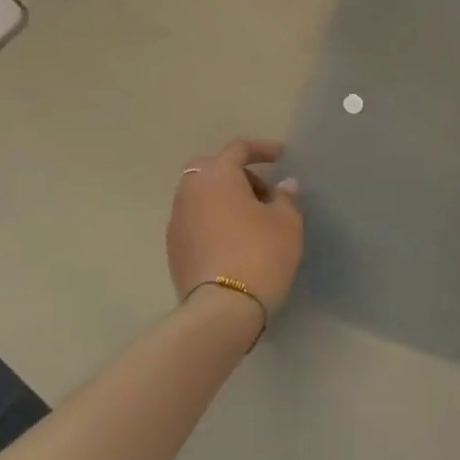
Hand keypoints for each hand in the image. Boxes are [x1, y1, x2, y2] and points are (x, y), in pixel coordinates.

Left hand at [167, 139, 302, 310]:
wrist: (222, 310)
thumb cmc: (260, 255)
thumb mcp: (286, 223)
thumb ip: (285, 198)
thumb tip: (283, 186)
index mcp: (217, 176)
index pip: (237, 150)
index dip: (261, 149)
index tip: (280, 156)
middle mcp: (190, 192)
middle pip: (211, 169)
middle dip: (237, 174)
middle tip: (262, 192)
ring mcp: (177, 221)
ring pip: (200, 196)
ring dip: (223, 199)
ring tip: (251, 220)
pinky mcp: (173, 249)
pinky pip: (195, 221)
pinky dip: (213, 220)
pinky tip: (233, 241)